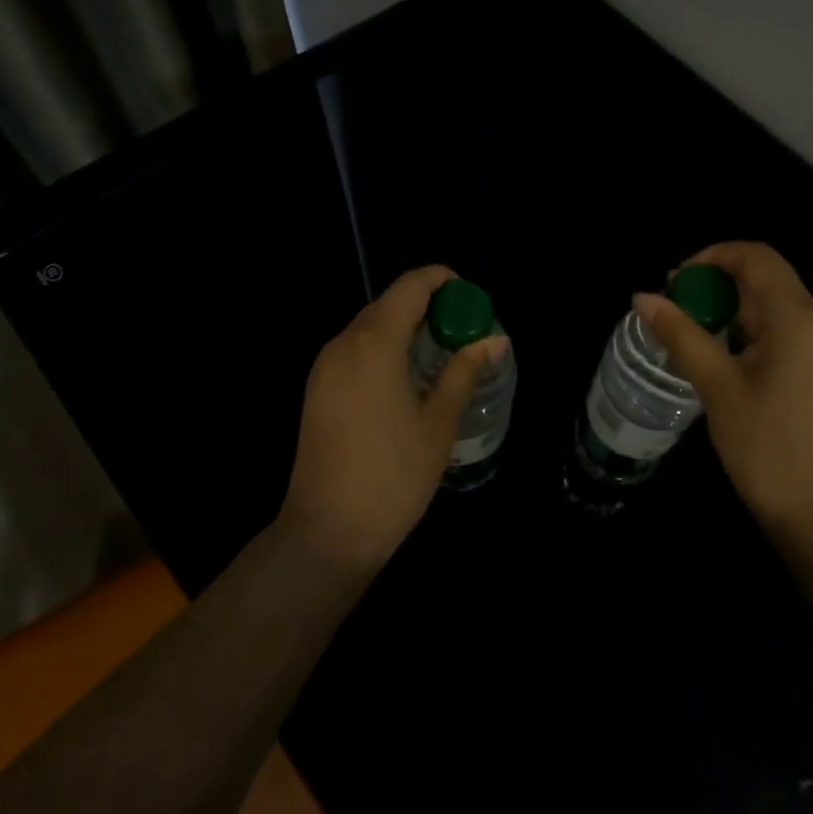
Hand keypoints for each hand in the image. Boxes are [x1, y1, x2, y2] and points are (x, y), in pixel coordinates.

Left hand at [279, 265, 508, 571]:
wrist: (327, 532)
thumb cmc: (393, 475)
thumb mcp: (439, 422)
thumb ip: (465, 371)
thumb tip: (495, 339)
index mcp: (375, 343)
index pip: (411, 286)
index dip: (442, 280)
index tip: (471, 299)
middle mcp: (344, 343)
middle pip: (390, 302)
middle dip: (429, 305)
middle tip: (463, 332)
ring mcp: (325, 366)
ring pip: (370, 325)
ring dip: (406, 327)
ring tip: (441, 354)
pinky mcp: (317, 388)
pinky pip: (355, 348)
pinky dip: (385, 347)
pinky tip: (407, 377)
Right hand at [636, 242, 812, 552]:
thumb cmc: (770, 450)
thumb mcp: (718, 388)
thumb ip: (681, 335)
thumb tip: (642, 297)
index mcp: (800, 317)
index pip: (757, 256)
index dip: (713, 256)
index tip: (675, 281)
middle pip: (767, 280)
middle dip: (718, 286)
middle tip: (676, 312)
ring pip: (777, 308)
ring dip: (734, 312)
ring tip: (693, 338)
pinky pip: (790, 333)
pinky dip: (754, 334)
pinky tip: (727, 362)